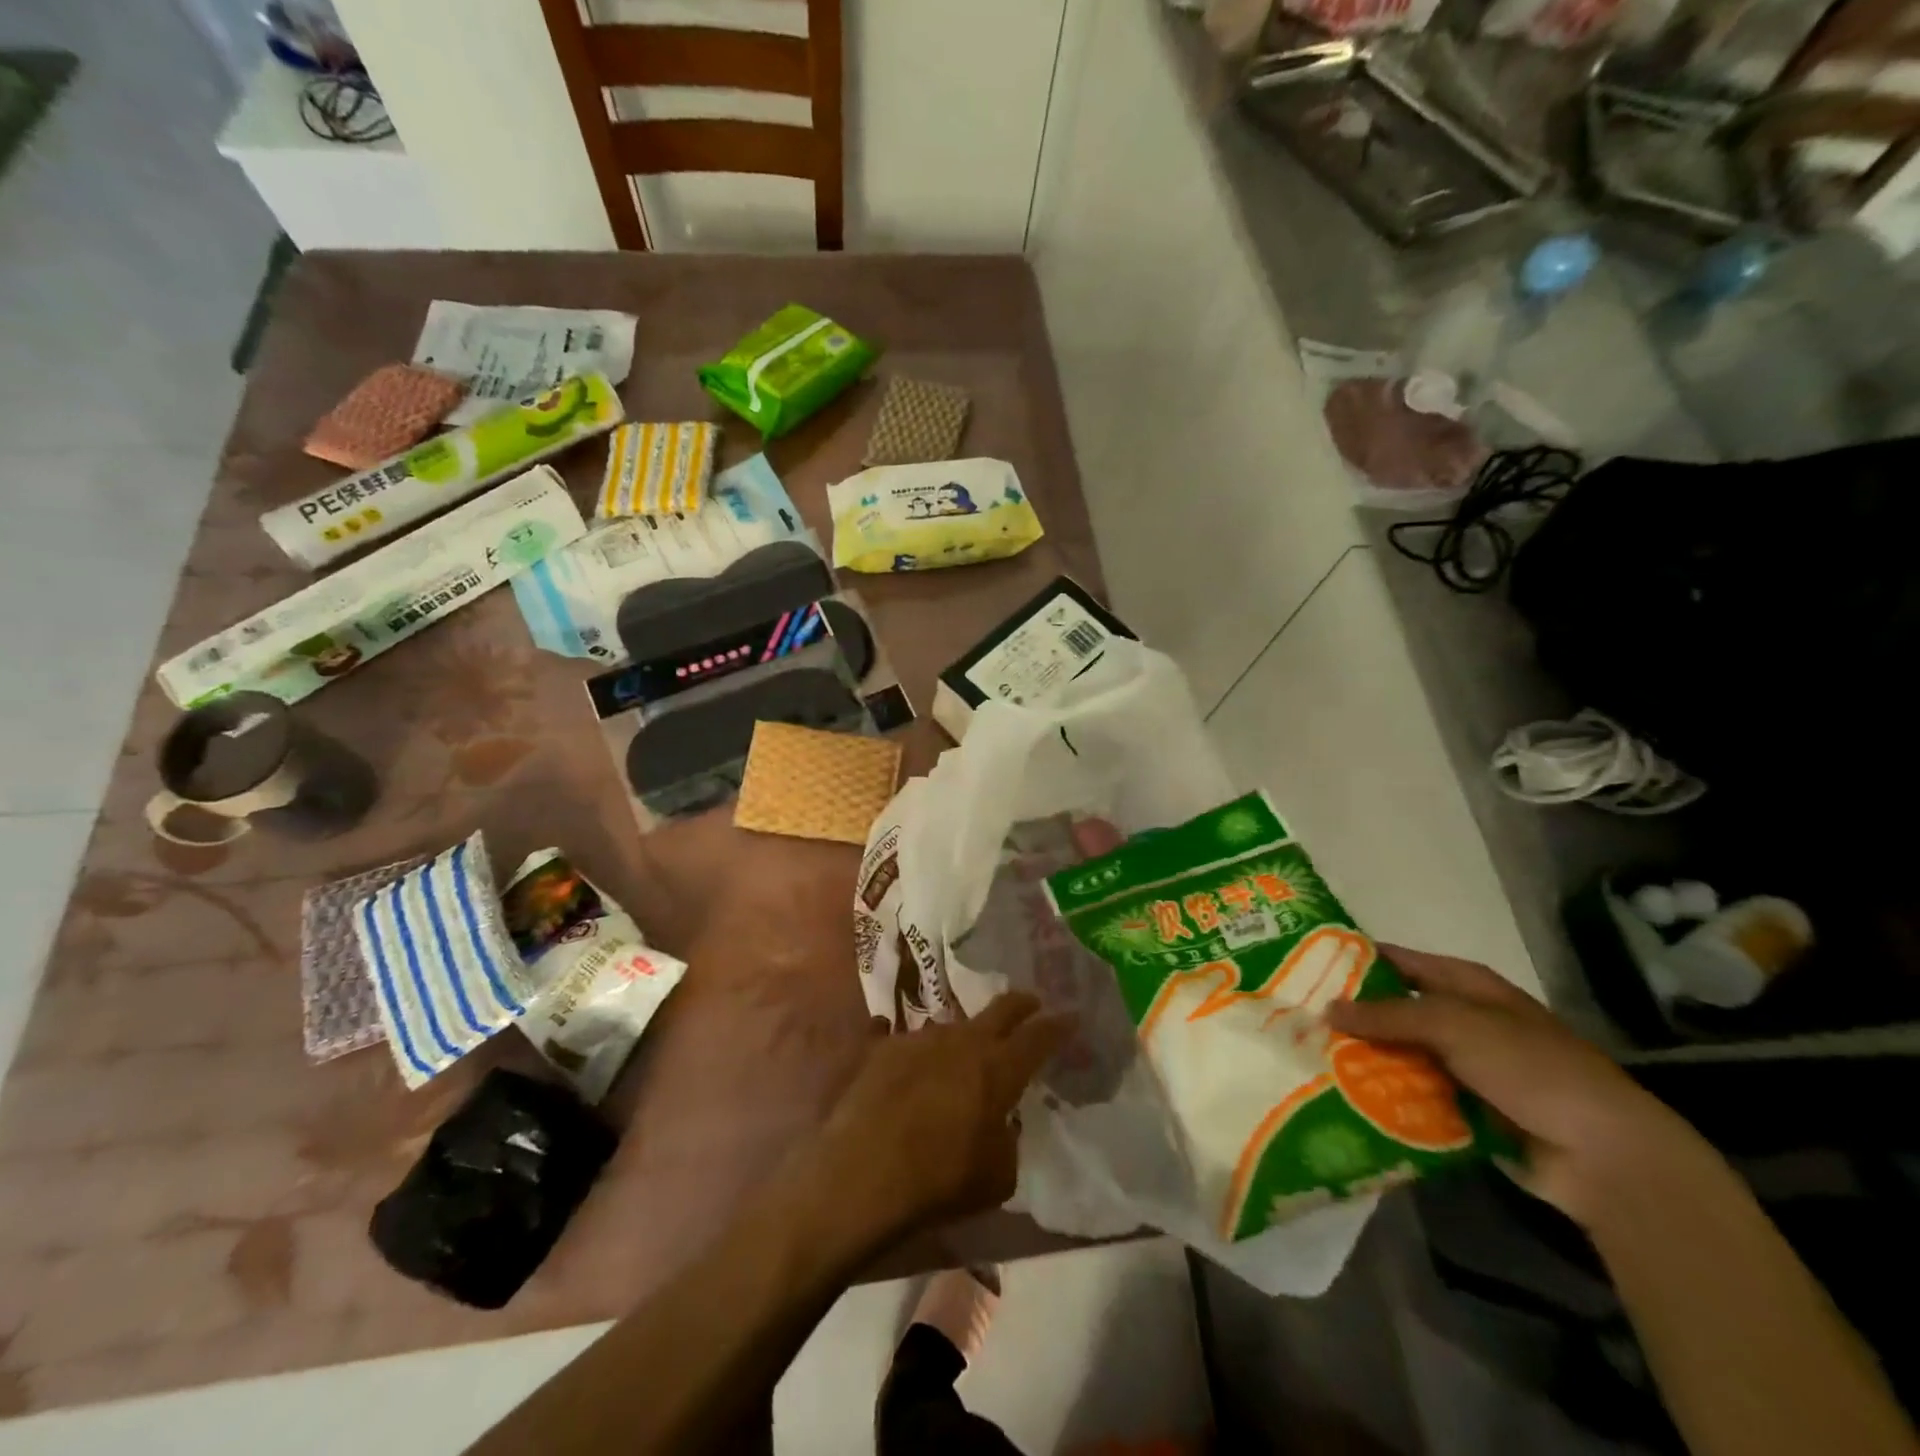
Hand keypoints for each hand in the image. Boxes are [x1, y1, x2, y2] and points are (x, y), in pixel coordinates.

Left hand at [810, 994, 1070, 1247]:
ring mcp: (919, 1038)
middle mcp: (962, 1041)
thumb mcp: (998, 1177)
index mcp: (999, 1069)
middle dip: (1021, 1004)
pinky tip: (888, 1038)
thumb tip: (999, 1123)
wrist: (863, 1174)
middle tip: (1032, 1003)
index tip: (1071, 1015)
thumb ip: (1007, 1140)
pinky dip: (902, 1044)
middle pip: (1000, 1009)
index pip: (1039, 1036)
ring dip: (961, 1035)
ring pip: (949, 1025)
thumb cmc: (941, 1180)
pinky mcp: (881, 1048)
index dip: (1058, 1025)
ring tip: (959, 1051)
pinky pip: (895, 1035)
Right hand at [1327, 945, 1705, 1225]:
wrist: (1604, 1156)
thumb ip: (1388, 1015)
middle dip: (1350, 1016)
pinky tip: (1342, 1097)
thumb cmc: (1531, 1068)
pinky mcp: (1464, 1111)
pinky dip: (1383, 1097)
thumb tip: (1326, 1007)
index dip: (1355, 960)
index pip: (1398, 962)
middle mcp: (1462, 1021)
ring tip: (1307, 1059)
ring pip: (1398, 1055)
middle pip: (1394, 1011)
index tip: (1304, 965)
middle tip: (1295, 1018)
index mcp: (1467, 986)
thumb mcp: (1455, 1026)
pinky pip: (1412, 1096)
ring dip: (1362, 1059)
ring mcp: (1463, 1067)